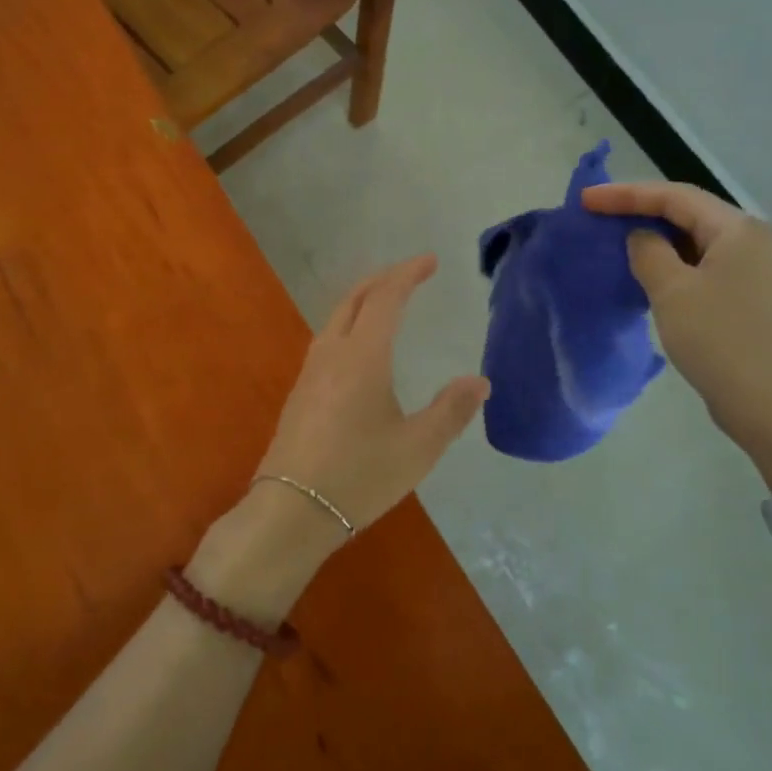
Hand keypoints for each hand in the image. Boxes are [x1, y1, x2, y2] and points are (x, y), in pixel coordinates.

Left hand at [259, 253, 488, 527]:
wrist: (291, 510)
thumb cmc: (359, 475)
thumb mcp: (418, 447)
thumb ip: (451, 410)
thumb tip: (480, 380)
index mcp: (362, 356)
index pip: (386, 298)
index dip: (408, 274)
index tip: (430, 261)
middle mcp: (332, 353)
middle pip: (354, 299)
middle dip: (383, 279)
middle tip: (410, 274)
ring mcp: (310, 372)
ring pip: (336, 318)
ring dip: (362, 300)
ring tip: (386, 303)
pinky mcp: (300, 393)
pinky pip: (327, 340)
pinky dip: (349, 324)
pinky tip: (358, 349)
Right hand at [584, 182, 771, 490]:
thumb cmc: (720, 341)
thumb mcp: (672, 291)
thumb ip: (648, 252)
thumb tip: (641, 237)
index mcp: (739, 230)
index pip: (675, 196)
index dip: (627, 194)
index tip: (586, 200)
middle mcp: (753, 241)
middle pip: (689, 213)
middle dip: (641, 211)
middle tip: (598, 216)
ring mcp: (755, 270)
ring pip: (695, 240)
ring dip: (656, 238)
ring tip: (615, 241)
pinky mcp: (749, 297)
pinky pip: (703, 265)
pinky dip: (672, 263)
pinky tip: (647, 274)